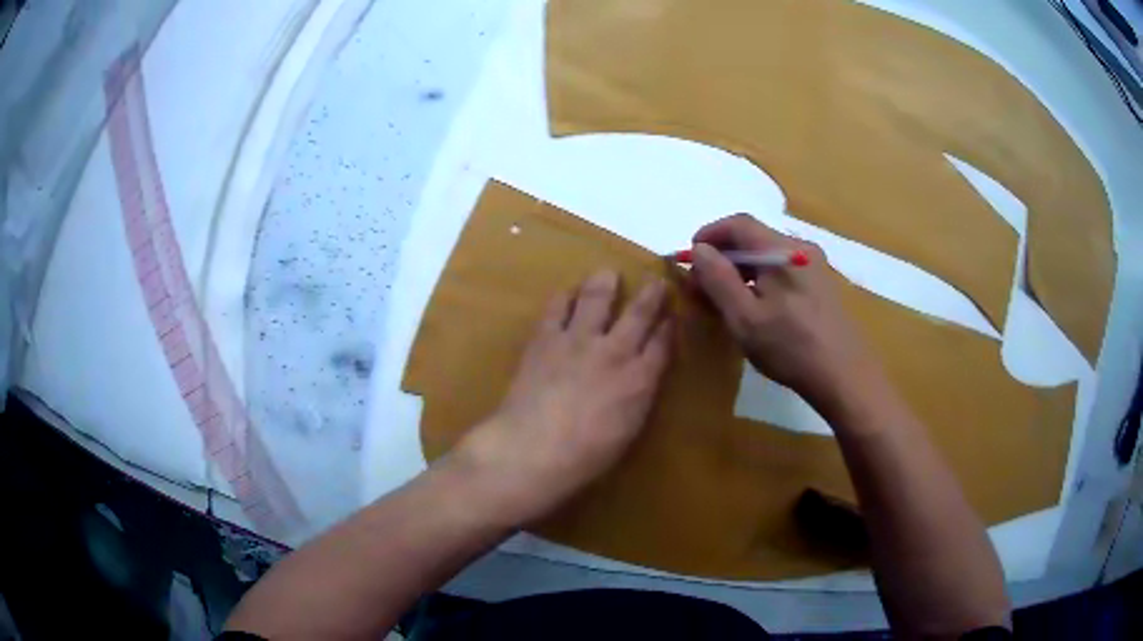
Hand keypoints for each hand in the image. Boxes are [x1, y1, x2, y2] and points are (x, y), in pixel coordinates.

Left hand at [454, 270, 672, 526]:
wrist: (534, 448)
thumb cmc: (585, 456)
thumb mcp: (627, 431)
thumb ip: (637, 398)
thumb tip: (641, 380)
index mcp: (639, 380)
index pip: (662, 344)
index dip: (669, 326)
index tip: (673, 313)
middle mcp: (614, 351)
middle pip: (638, 314)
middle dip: (651, 294)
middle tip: (657, 279)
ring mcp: (578, 341)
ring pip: (597, 300)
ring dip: (605, 283)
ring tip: (608, 273)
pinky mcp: (546, 339)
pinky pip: (557, 309)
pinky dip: (564, 298)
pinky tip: (566, 292)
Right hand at [689, 214, 877, 410]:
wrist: (844, 376)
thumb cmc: (790, 347)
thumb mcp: (744, 316)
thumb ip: (718, 279)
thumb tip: (699, 249)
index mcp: (782, 249)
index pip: (738, 223)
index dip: (709, 234)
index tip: (689, 258)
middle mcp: (801, 247)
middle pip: (753, 237)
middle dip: (722, 256)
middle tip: (702, 285)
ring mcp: (815, 266)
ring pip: (767, 255)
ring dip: (740, 270)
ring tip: (724, 300)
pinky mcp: (821, 285)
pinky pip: (782, 270)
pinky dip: (760, 280)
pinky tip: (754, 307)